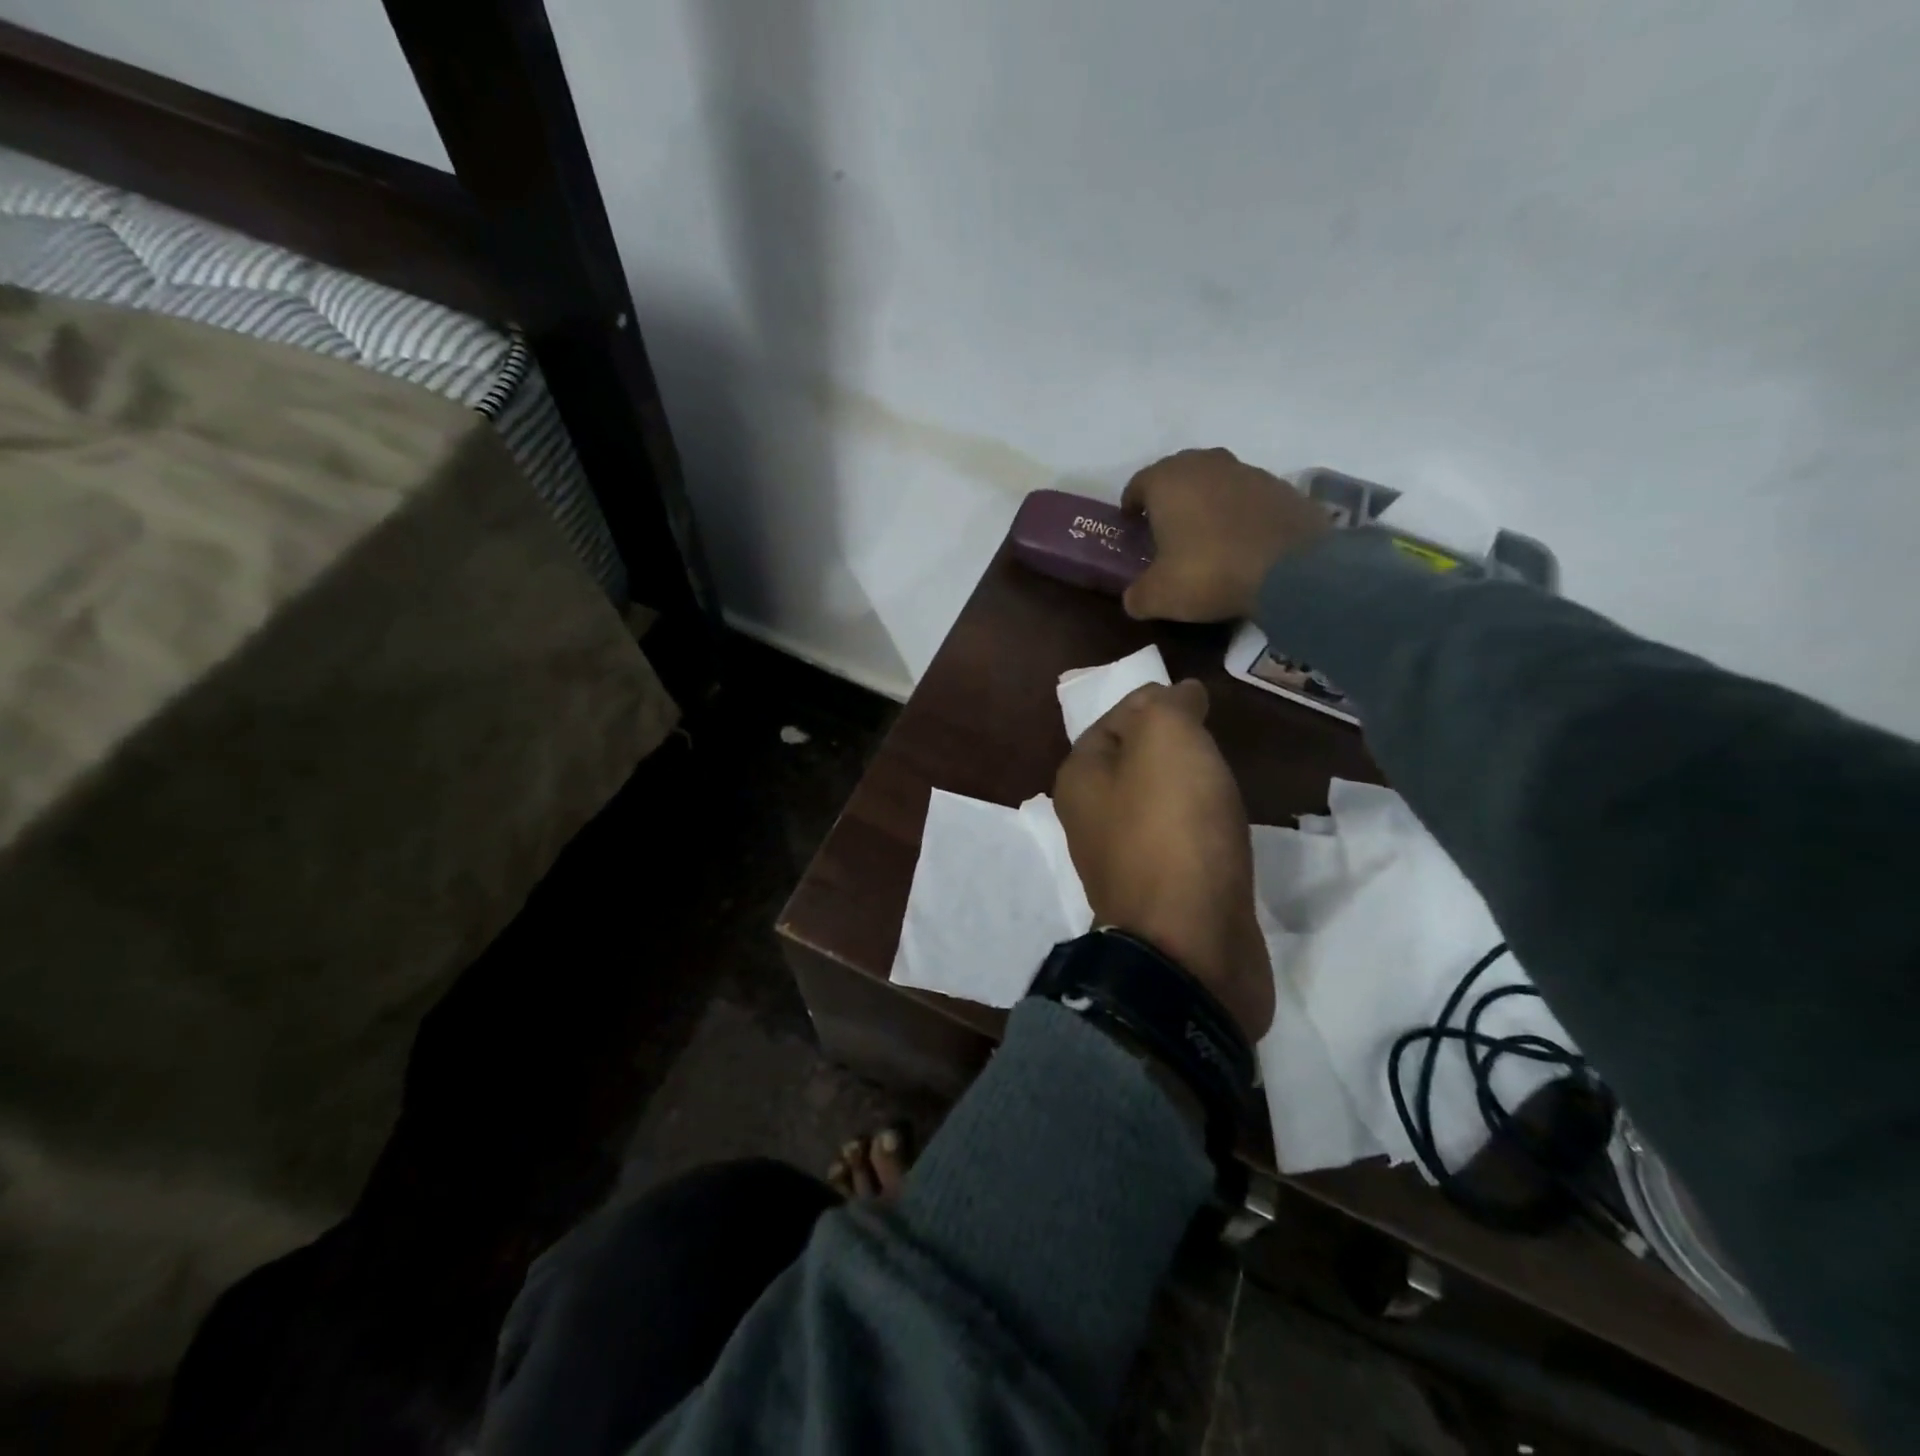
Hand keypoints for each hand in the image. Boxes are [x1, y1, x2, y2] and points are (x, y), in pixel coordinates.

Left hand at [1053, 680, 1272, 1042]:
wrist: (1190, 946)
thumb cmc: (1172, 830)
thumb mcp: (1167, 742)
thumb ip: (1168, 707)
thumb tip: (1177, 694)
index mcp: (1080, 780)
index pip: (1112, 722)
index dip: (1150, 702)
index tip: (1193, 696)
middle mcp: (1090, 821)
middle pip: (1130, 764)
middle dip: (1167, 745)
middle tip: (1211, 732)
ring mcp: (1124, 863)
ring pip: (1154, 806)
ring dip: (1183, 788)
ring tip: (1221, 773)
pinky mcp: (1160, 896)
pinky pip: (1178, 844)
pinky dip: (1198, 827)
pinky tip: (1222, 826)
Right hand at [1121, 448, 1330, 622]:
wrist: (1293, 570)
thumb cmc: (1210, 572)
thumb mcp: (1159, 596)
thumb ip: (1137, 596)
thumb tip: (1133, 599)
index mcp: (1168, 481)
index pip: (1138, 484)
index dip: (1132, 506)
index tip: (1132, 526)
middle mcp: (1206, 465)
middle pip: (1178, 474)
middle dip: (1169, 498)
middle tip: (1166, 529)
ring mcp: (1248, 472)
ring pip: (1215, 482)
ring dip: (1206, 502)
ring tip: (1206, 535)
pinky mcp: (1282, 487)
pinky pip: (1248, 497)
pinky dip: (1240, 512)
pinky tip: (1242, 542)